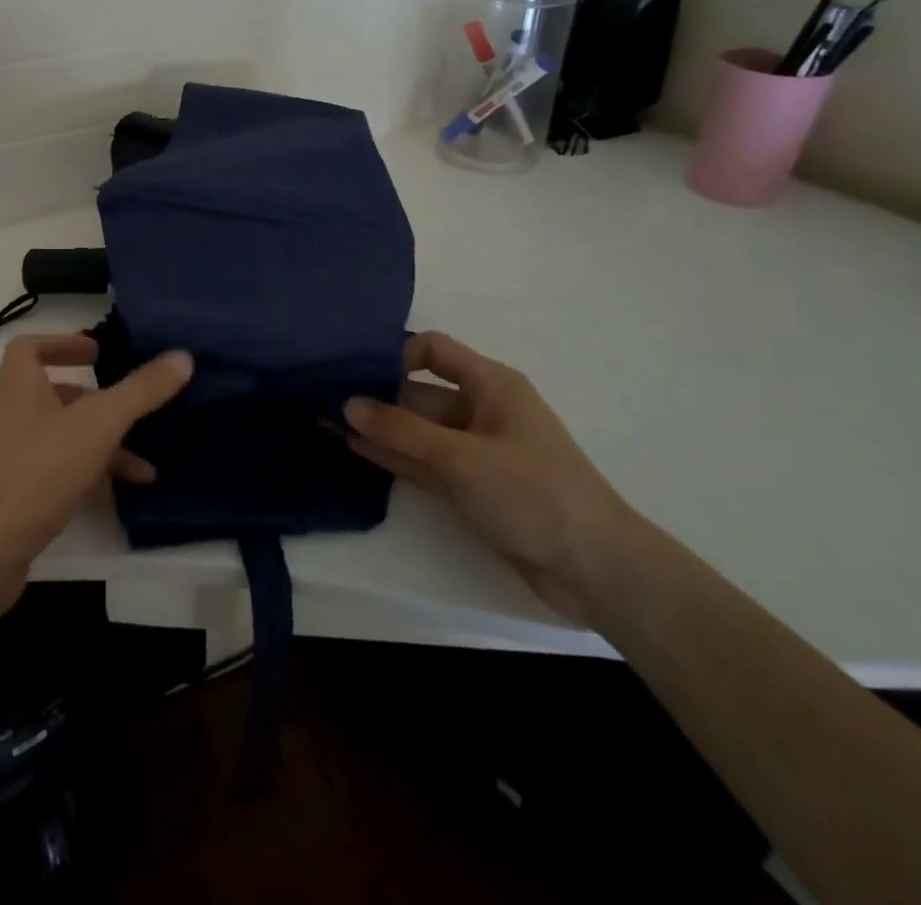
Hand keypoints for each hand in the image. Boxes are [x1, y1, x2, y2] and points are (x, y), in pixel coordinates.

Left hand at [0, 335, 192, 632]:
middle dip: (94, 399)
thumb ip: (140, 391)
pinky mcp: (7, 492)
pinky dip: (83, 472)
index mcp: (16, 385)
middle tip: (130, 406)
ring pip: (57, 434)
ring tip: (143, 465)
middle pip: (51, 392)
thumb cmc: (36, 473)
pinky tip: (117, 494)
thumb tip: (182, 356)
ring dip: (98, 443)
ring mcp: (3, 455)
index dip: (63, 343)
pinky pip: (51, 468)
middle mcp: (5, 413)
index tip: (98, 353)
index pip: (30, 346)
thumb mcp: (98, 426)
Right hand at [345, 332, 632, 620]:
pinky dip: (394, 455)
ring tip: (327, 422)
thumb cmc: (533, 493)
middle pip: (419, 392)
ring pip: (417, 430)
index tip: (356, 369)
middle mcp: (481, 410)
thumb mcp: (461, 457)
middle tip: (324, 398)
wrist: (596, 570)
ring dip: (379, 428)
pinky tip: (355, 449)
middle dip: (376, 395)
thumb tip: (347, 404)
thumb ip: (401, 430)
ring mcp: (475, 450)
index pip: (433, 350)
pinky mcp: (471, 486)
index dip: (395, 354)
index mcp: (491, 385)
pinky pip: (424, 461)